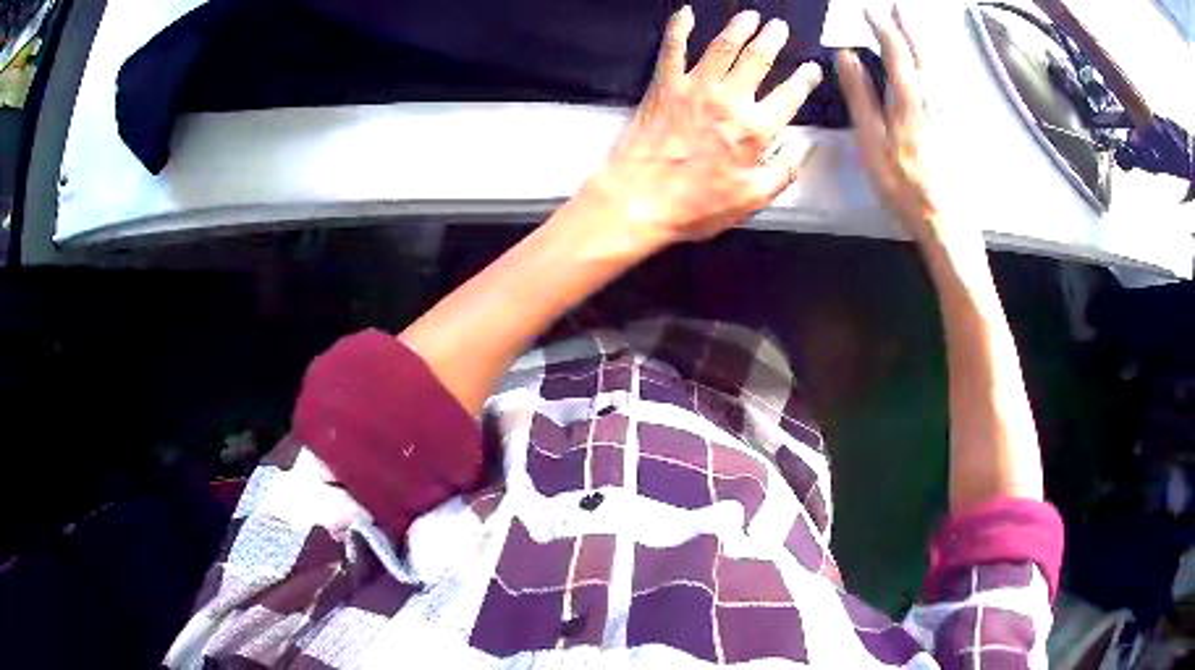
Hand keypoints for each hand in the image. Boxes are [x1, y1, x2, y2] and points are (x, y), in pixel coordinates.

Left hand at [585, 8, 823, 246]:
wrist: (639, 200)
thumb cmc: (696, 205)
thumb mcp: (752, 199)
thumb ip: (784, 170)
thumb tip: (806, 146)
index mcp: (755, 130)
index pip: (790, 96)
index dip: (804, 80)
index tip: (812, 69)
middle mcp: (729, 101)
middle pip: (758, 60)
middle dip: (772, 39)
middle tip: (779, 27)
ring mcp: (695, 89)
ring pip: (723, 47)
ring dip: (739, 27)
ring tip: (750, 16)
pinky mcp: (664, 86)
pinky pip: (673, 49)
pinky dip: (679, 28)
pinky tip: (685, 12)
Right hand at [837, 7, 957, 246]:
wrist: (943, 217)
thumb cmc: (903, 182)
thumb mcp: (871, 139)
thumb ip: (861, 94)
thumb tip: (847, 56)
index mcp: (907, 96)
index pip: (894, 50)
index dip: (881, 27)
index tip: (868, 11)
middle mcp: (930, 96)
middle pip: (920, 52)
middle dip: (908, 27)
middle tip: (898, 8)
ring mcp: (943, 110)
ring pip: (934, 65)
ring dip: (922, 41)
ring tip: (913, 27)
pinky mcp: (950, 123)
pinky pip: (941, 82)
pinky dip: (933, 64)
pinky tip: (931, 66)